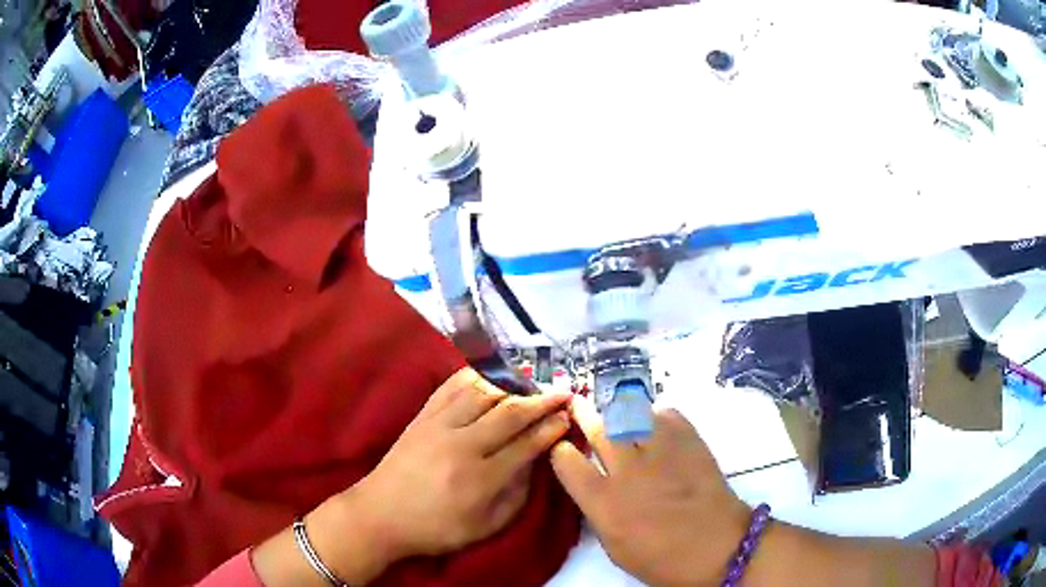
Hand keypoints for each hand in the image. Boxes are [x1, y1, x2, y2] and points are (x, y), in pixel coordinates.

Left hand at [349, 367, 572, 560]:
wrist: (380, 515)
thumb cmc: (436, 529)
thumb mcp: (485, 527)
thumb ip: (516, 495)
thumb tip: (535, 462)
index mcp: (481, 479)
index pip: (527, 444)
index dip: (551, 428)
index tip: (568, 417)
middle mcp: (462, 446)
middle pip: (510, 413)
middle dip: (542, 401)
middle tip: (563, 392)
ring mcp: (439, 426)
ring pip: (483, 393)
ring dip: (513, 385)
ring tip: (533, 382)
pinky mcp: (421, 417)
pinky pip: (451, 387)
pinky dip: (474, 376)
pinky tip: (491, 373)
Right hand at [550, 397, 750, 585]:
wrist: (719, 547)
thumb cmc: (663, 559)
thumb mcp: (615, 548)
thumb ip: (598, 513)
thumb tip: (593, 487)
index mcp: (604, 502)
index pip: (567, 461)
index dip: (560, 451)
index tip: (563, 449)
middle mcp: (628, 470)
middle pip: (597, 428)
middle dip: (582, 414)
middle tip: (577, 406)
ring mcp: (661, 451)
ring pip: (630, 413)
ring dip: (617, 412)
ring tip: (615, 414)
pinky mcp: (689, 440)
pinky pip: (665, 413)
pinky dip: (654, 415)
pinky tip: (653, 425)